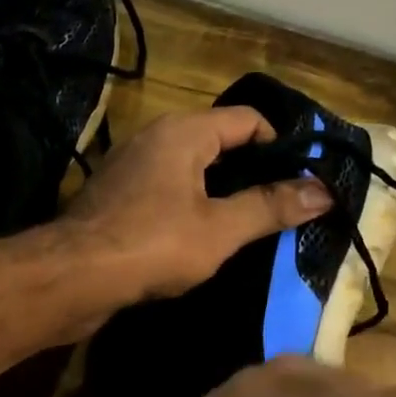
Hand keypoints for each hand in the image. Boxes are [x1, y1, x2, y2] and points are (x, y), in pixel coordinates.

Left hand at [61, 107, 332, 301]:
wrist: (71, 277)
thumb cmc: (151, 245)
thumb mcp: (220, 229)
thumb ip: (270, 207)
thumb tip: (324, 192)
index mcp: (183, 131)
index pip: (247, 119)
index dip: (281, 145)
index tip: (302, 180)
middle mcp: (154, 138)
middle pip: (218, 142)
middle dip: (251, 172)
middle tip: (281, 207)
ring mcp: (129, 168)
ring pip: (190, 170)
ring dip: (220, 194)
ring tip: (248, 227)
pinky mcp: (115, 199)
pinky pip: (165, 193)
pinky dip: (189, 208)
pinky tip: (201, 241)